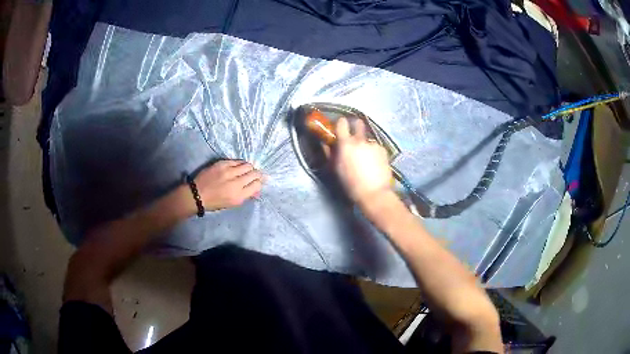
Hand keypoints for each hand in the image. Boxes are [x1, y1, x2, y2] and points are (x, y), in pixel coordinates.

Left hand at [194, 160, 262, 210]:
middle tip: (256, 175)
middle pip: (254, 173)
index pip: (257, 185)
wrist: (197, 194)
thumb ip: (245, 196)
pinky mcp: (221, 164)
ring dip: (249, 168)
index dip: (260, 182)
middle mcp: (235, 183)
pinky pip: (236, 161)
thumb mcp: (232, 204)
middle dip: (257, 174)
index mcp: (238, 196)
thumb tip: (256, 190)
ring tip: (247, 170)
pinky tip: (238, 166)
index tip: (259, 181)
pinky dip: (240, 164)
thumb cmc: (215, 202)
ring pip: (247, 165)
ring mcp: (228, 171)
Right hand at [332, 117, 391, 205]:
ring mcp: (373, 144)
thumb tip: (325, 143)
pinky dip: (375, 153)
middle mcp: (360, 140)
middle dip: (356, 127)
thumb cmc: (351, 184)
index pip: (342, 123)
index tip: (341, 126)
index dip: (341, 123)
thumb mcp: (336, 170)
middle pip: (358, 124)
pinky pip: (376, 147)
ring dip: (365, 145)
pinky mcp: (383, 150)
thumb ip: (330, 153)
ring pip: (367, 139)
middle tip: (355, 137)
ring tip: (367, 160)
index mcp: (346, 144)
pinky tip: (375, 164)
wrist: (374, 194)